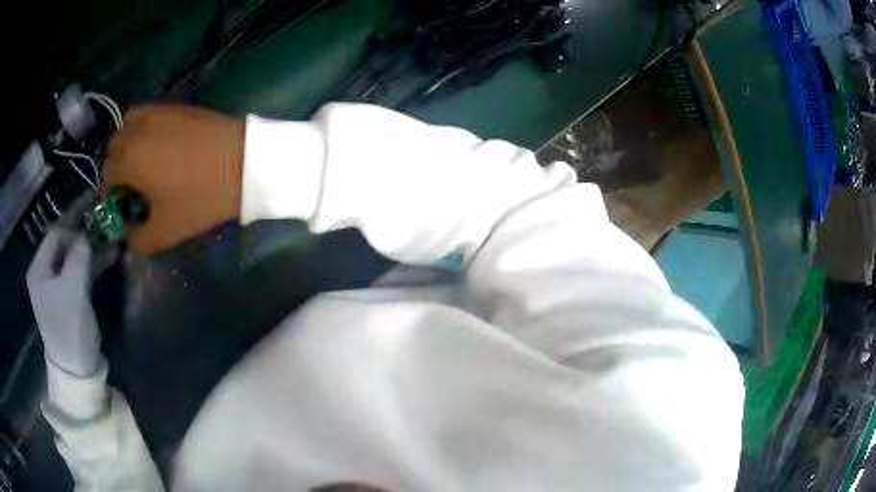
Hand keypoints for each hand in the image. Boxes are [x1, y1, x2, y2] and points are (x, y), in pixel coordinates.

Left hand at [27, 195, 115, 376]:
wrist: (77, 370)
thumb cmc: (69, 328)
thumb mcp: (73, 289)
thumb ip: (78, 255)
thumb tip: (87, 233)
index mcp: (39, 269)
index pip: (56, 234)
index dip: (74, 221)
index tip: (94, 207)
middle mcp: (46, 273)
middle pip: (65, 243)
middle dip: (85, 230)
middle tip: (104, 215)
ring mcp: (58, 286)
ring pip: (75, 256)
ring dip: (93, 246)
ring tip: (112, 234)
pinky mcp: (71, 297)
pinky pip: (81, 271)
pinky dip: (94, 262)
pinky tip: (110, 254)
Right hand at [103, 105, 245, 253]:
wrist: (243, 161)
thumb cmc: (200, 197)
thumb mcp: (166, 231)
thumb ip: (139, 239)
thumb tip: (127, 236)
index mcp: (129, 158)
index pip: (106, 174)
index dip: (111, 193)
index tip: (124, 205)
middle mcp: (137, 129)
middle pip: (114, 146)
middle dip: (117, 166)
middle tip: (134, 184)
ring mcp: (158, 112)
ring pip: (128, 124)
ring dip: (128, 142)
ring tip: (144, 161)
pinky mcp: (177, 105)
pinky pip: (149, 113)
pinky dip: (144, 127)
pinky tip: (160, 144)